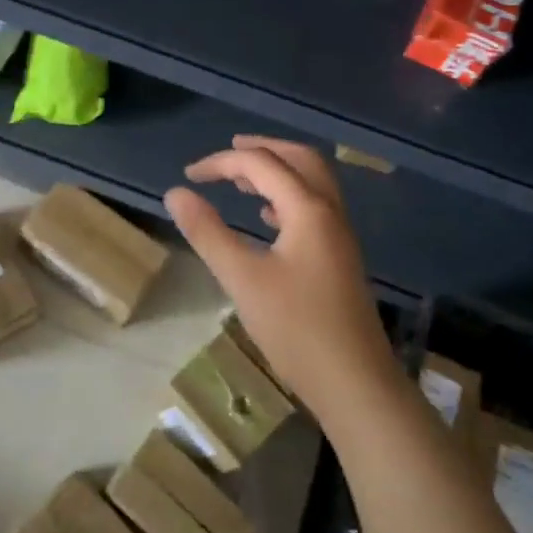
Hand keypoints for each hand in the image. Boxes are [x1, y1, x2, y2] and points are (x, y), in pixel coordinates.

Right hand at [164, 136, 395, 416]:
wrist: (356, 384)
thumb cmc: (296, 329)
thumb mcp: (243, 279)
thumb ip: (208, 232)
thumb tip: (176, 193)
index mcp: (308, 210)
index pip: (262, 164)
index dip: (221, 163)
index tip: (188, 176)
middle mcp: (330, 213)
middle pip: (300, 159)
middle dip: (262, 149)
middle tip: (227, 153)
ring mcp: (339, 236)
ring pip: (311, 183)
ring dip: (277, 172)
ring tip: (241, 181)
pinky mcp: (339, 258)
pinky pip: (314, 208)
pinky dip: (287, 199)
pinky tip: (268, 219)